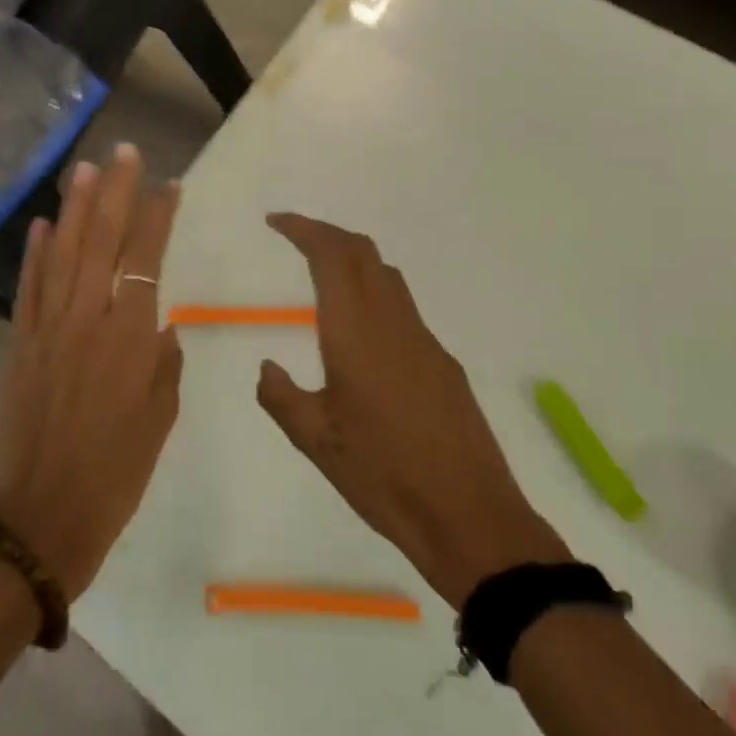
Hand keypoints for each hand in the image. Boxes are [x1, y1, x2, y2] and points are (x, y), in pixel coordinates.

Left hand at [0, 146, 182, 600]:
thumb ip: (163, 363)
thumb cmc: (117, 475)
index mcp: (130, 339)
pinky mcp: (21, 347)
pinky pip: (30, 290)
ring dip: (77, 209)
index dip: (158, 217)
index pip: (147, 259)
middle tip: (126, 152)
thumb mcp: (161, 419)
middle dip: (117, 193)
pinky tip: (45, 225)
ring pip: (65, 256)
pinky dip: (37, 255)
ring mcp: (48, 331)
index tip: (170, 185)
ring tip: (88, 169)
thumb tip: (162, 324)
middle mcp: (88, 322)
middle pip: (103, 243)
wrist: (43, 522)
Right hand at [258, 214, 570, 608]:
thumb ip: (282, 396)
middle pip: (363, 253)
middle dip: (328, 234)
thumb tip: (267, 367)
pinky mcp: (444, 361)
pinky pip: (403, 307)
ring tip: (324, 274)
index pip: (332, 256)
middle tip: (296, 237)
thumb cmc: (383, 475)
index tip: (276, 221)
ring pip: (387, 276)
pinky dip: (375, 293)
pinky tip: (363, 332)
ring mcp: (425, 339)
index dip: (304, 230)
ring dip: (354, 260)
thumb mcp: (316, 442)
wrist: (468, 513)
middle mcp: (393, 322)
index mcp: (356, 333)